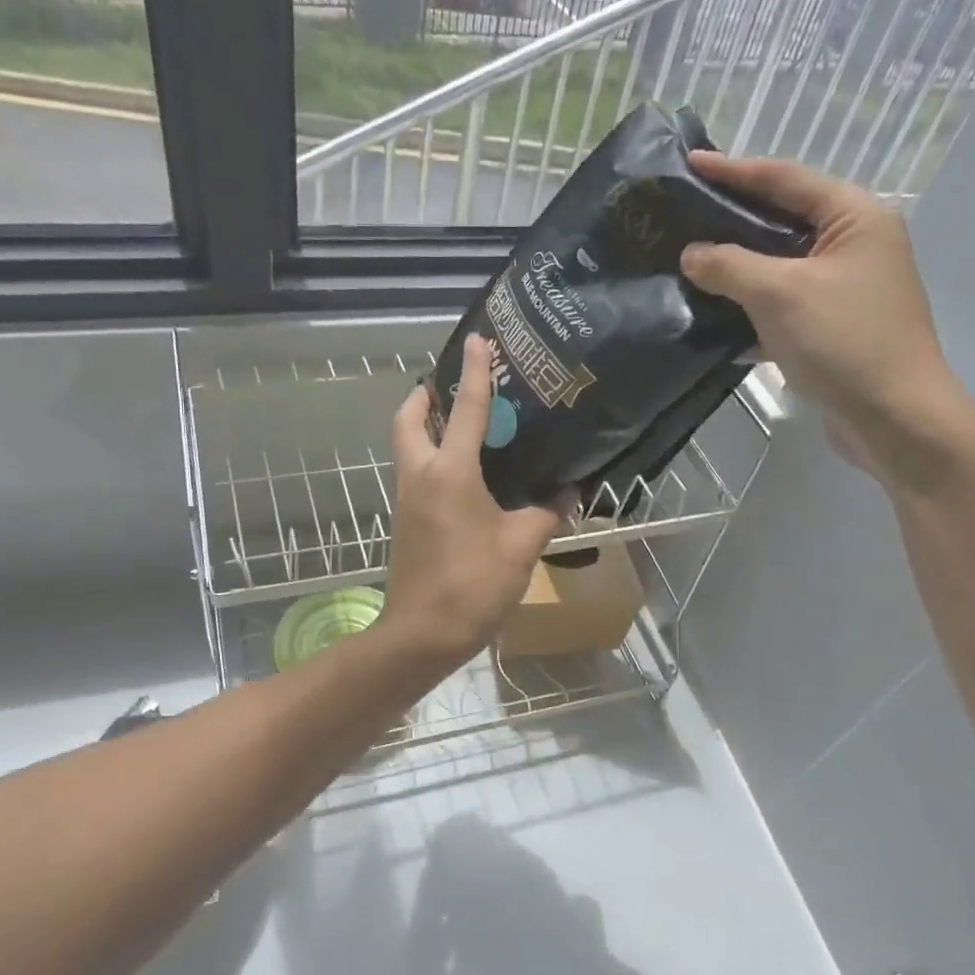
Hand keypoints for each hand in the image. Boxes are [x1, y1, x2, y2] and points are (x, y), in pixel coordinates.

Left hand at [382, 335, 564, 668]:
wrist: (422, 633)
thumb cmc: (473, 584)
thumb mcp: (521, 546)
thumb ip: (546, 513)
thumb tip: (568, 493)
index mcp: (449, 472)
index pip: (466, 409)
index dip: (474, 372)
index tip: (478, 341)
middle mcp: (421, 475)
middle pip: (409, 420)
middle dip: (425, 396)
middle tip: (451, 388)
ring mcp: (407, 499)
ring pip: (408, 447)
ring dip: (426, 427)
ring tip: (464, 425)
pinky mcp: (406, 521)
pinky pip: (416, 473)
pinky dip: (432, 458)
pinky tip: (465, 474)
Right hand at [681, 151, 967, 484]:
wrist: (892, 418)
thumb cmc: (843, 341)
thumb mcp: (778, 294)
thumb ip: (729, 265)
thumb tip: (691, 254)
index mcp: (854, 217)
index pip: (785, 179)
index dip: (734, 170)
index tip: (690, 163)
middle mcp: (854, 244)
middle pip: (783, 220)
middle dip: (732, 220)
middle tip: (683, 215)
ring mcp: (844, 288)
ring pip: (779, 266)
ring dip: (736, 268)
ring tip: (687, 264)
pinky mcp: (832, 327)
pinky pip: (782, 304)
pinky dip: (750, 307)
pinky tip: (713, 317)